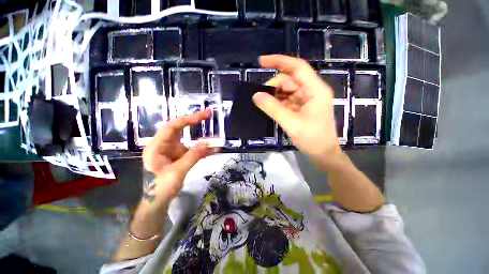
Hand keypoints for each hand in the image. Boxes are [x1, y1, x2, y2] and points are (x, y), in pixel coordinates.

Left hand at [142, 110, 216, 201]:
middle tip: (208, 115)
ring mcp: (173, 150)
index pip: (172, 126)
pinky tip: (213, 150)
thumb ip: (192, 156)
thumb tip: (207, 143)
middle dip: (195, 122)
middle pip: (180, 128)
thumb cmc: (160, 188)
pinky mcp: (180, 156)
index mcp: (157, 146)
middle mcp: (165, 145)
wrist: (158, 201)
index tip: (203, 115)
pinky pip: (193, 150)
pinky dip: (203, 150)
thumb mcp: (177, 172)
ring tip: (215, 138)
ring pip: (189, 139)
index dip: (188, 119)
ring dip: (202, 139)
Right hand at [253, 55, 343, 170]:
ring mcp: (307, 100)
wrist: (323, 154)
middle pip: (290, 80)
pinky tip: (270, 107)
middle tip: (260, 97)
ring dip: (275, 95)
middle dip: (274, 86)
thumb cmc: (312, 139)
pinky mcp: (302, 108)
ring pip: (287, 90)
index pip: (297, 67)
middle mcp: (312, 91)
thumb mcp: (291, 123)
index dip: (279, 61)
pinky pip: (287, 100)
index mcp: (315, 90)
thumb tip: (256, 96)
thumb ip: (273, 108)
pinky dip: (278, 102)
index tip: (261, 61)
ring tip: (264, 103)